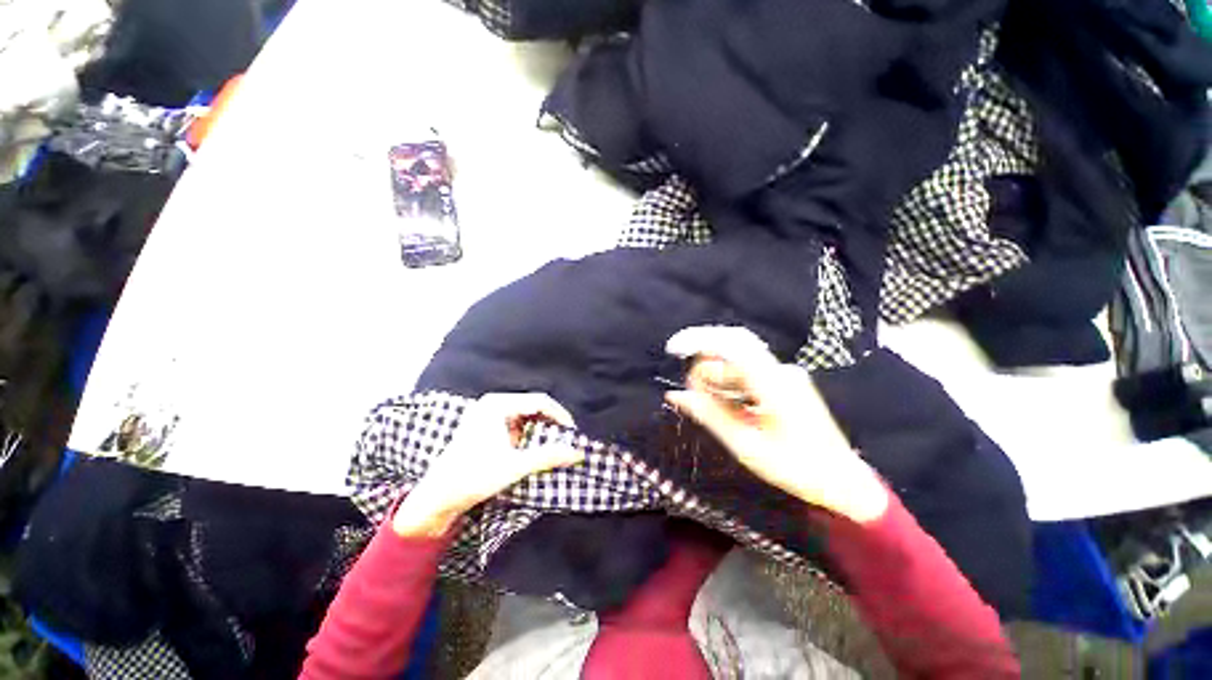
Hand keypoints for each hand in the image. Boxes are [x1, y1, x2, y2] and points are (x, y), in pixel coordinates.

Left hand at [392, 393, 583, 536]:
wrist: (438, 497)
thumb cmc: (473, 477)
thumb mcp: (515, 466)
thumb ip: (548, 456)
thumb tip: (577, 453)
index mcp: (497, 404)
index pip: (540, 401)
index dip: (560, 415)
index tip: (573, 433)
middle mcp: (492, 404)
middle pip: (533, 407)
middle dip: (551, 423)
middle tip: (565, 440)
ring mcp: (488, 414)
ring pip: (525, 416)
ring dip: (540, 430)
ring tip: (552, 446)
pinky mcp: (486, 427)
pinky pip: (515, 425)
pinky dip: (528, 435)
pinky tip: (533, 450)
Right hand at [664, 326, 887, 522]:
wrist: (843, 482)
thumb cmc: (796, 469)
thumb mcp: (745, 445)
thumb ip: (708, 414)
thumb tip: (675, 394)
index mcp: (774, 386)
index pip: (733, 345)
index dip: (700, 340)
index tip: (674, 349)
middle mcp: (780, 371)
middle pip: (731, 350)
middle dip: (706, 368)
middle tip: (695, 396)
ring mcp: (784, 374)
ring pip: (737, 362)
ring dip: (717, 379)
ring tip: (714, 409)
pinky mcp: (784, 381)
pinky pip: (748, 372)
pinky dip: (729, 384)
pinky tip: (730, 406)